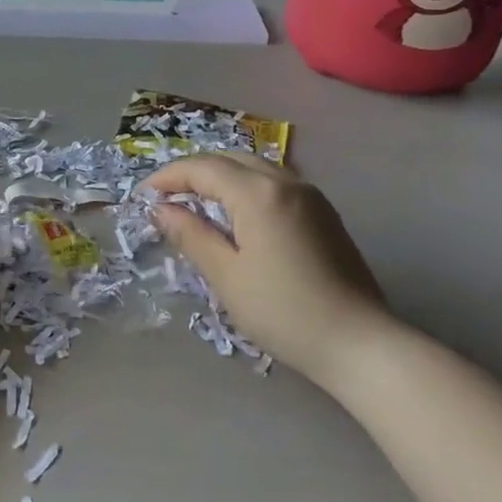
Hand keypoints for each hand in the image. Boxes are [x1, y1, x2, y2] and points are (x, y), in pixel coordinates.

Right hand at [145, 151, 390, 387]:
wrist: (359, 343)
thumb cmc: (283, 312)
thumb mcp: (226, 276)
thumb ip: (191, 235)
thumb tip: (161, 209)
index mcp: (258, 193)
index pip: (203, 168)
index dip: (168, 177)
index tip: (142, 195)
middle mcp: (286, 182)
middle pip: (229, 159)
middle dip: (193, 171)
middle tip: (165, 195)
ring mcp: (310, 195)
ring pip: (254, 167)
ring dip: (220, 176)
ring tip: (195, 202)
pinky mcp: (323, 213)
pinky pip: (274, 183)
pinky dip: (245, 187)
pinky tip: (235, 214)